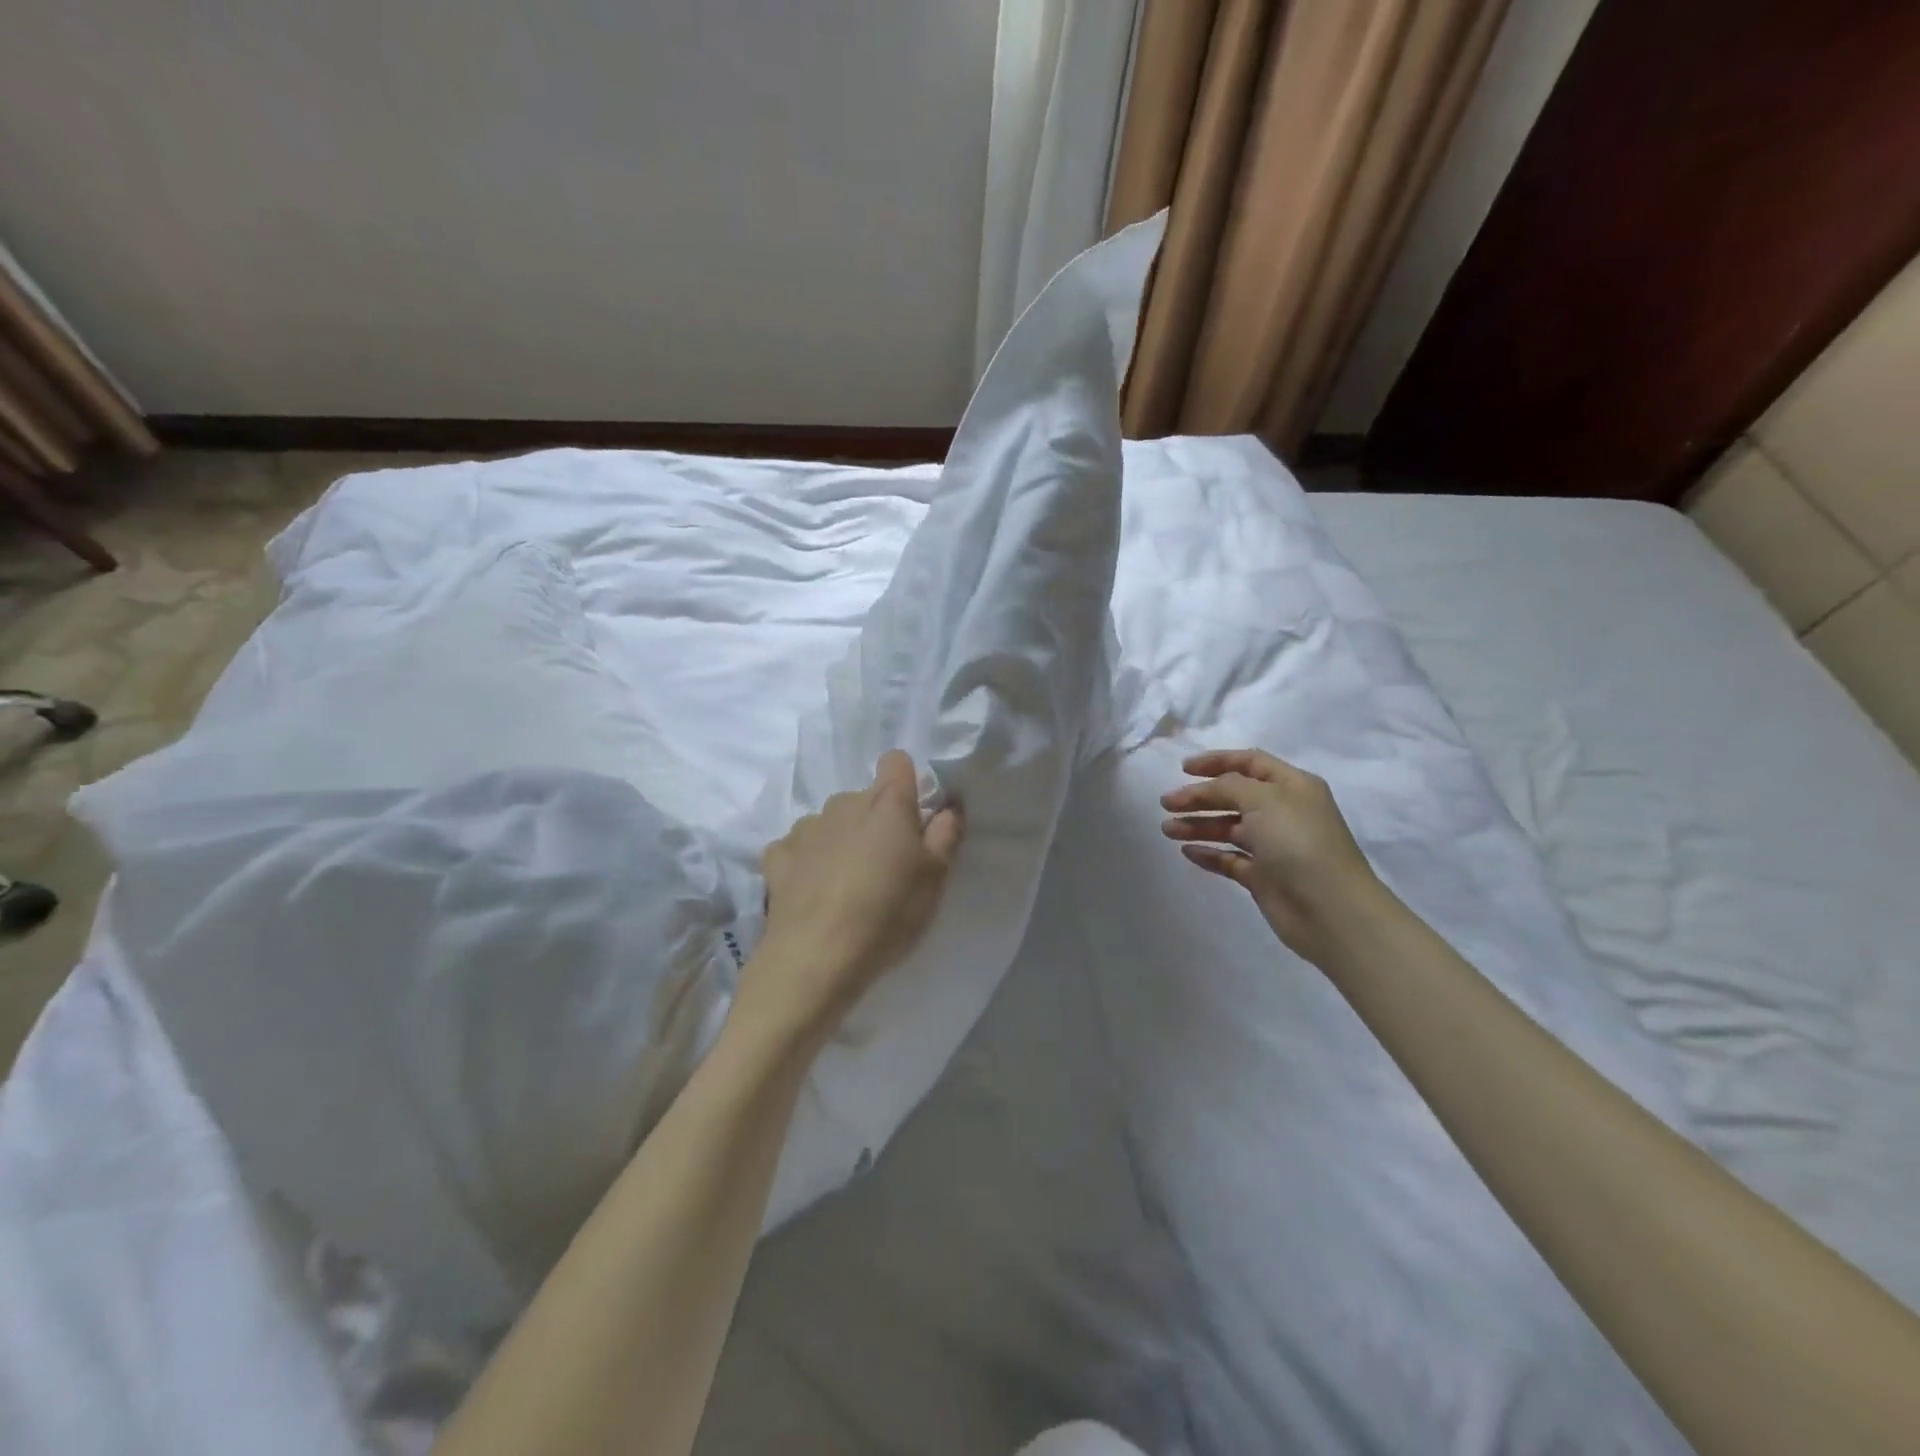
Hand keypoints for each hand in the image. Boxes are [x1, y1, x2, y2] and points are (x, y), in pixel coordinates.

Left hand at [743, 750, 962, 1055]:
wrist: (815, 957)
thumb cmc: (887, 915)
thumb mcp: (934, 880)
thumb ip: (945, 836)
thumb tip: (948, 808)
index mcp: (887, 804)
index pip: (896, 762)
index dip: (906, 782)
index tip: (912, 817)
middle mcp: (844, 803)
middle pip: (865, 798)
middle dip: (876, 821)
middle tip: (886, 866)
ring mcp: (806, 827)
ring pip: (831, 821)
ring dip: (841, 840)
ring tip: (846, 884)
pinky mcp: (777, 855)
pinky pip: (798, 846)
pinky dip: (807, 860)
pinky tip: (812, 890)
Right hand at [1160, 748, 1384, 963]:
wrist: (1329, 910)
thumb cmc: (1298, 842)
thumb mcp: (1263, 800)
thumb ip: (1228, 786)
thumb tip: (1206, 788)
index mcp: (1292, 786)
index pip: (1250, 763)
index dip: (1216, 761)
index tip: (1183, 769)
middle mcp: (1283, 812)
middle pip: (1233, 796)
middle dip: (1199, 797)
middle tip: (1166, 803)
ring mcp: (1273, 846)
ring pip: (1228, 827)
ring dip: (1197, 825)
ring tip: (1167, 830)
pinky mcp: (1263, 876)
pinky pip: (1229, 858)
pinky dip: (1208, 853)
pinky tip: (1186, 852)